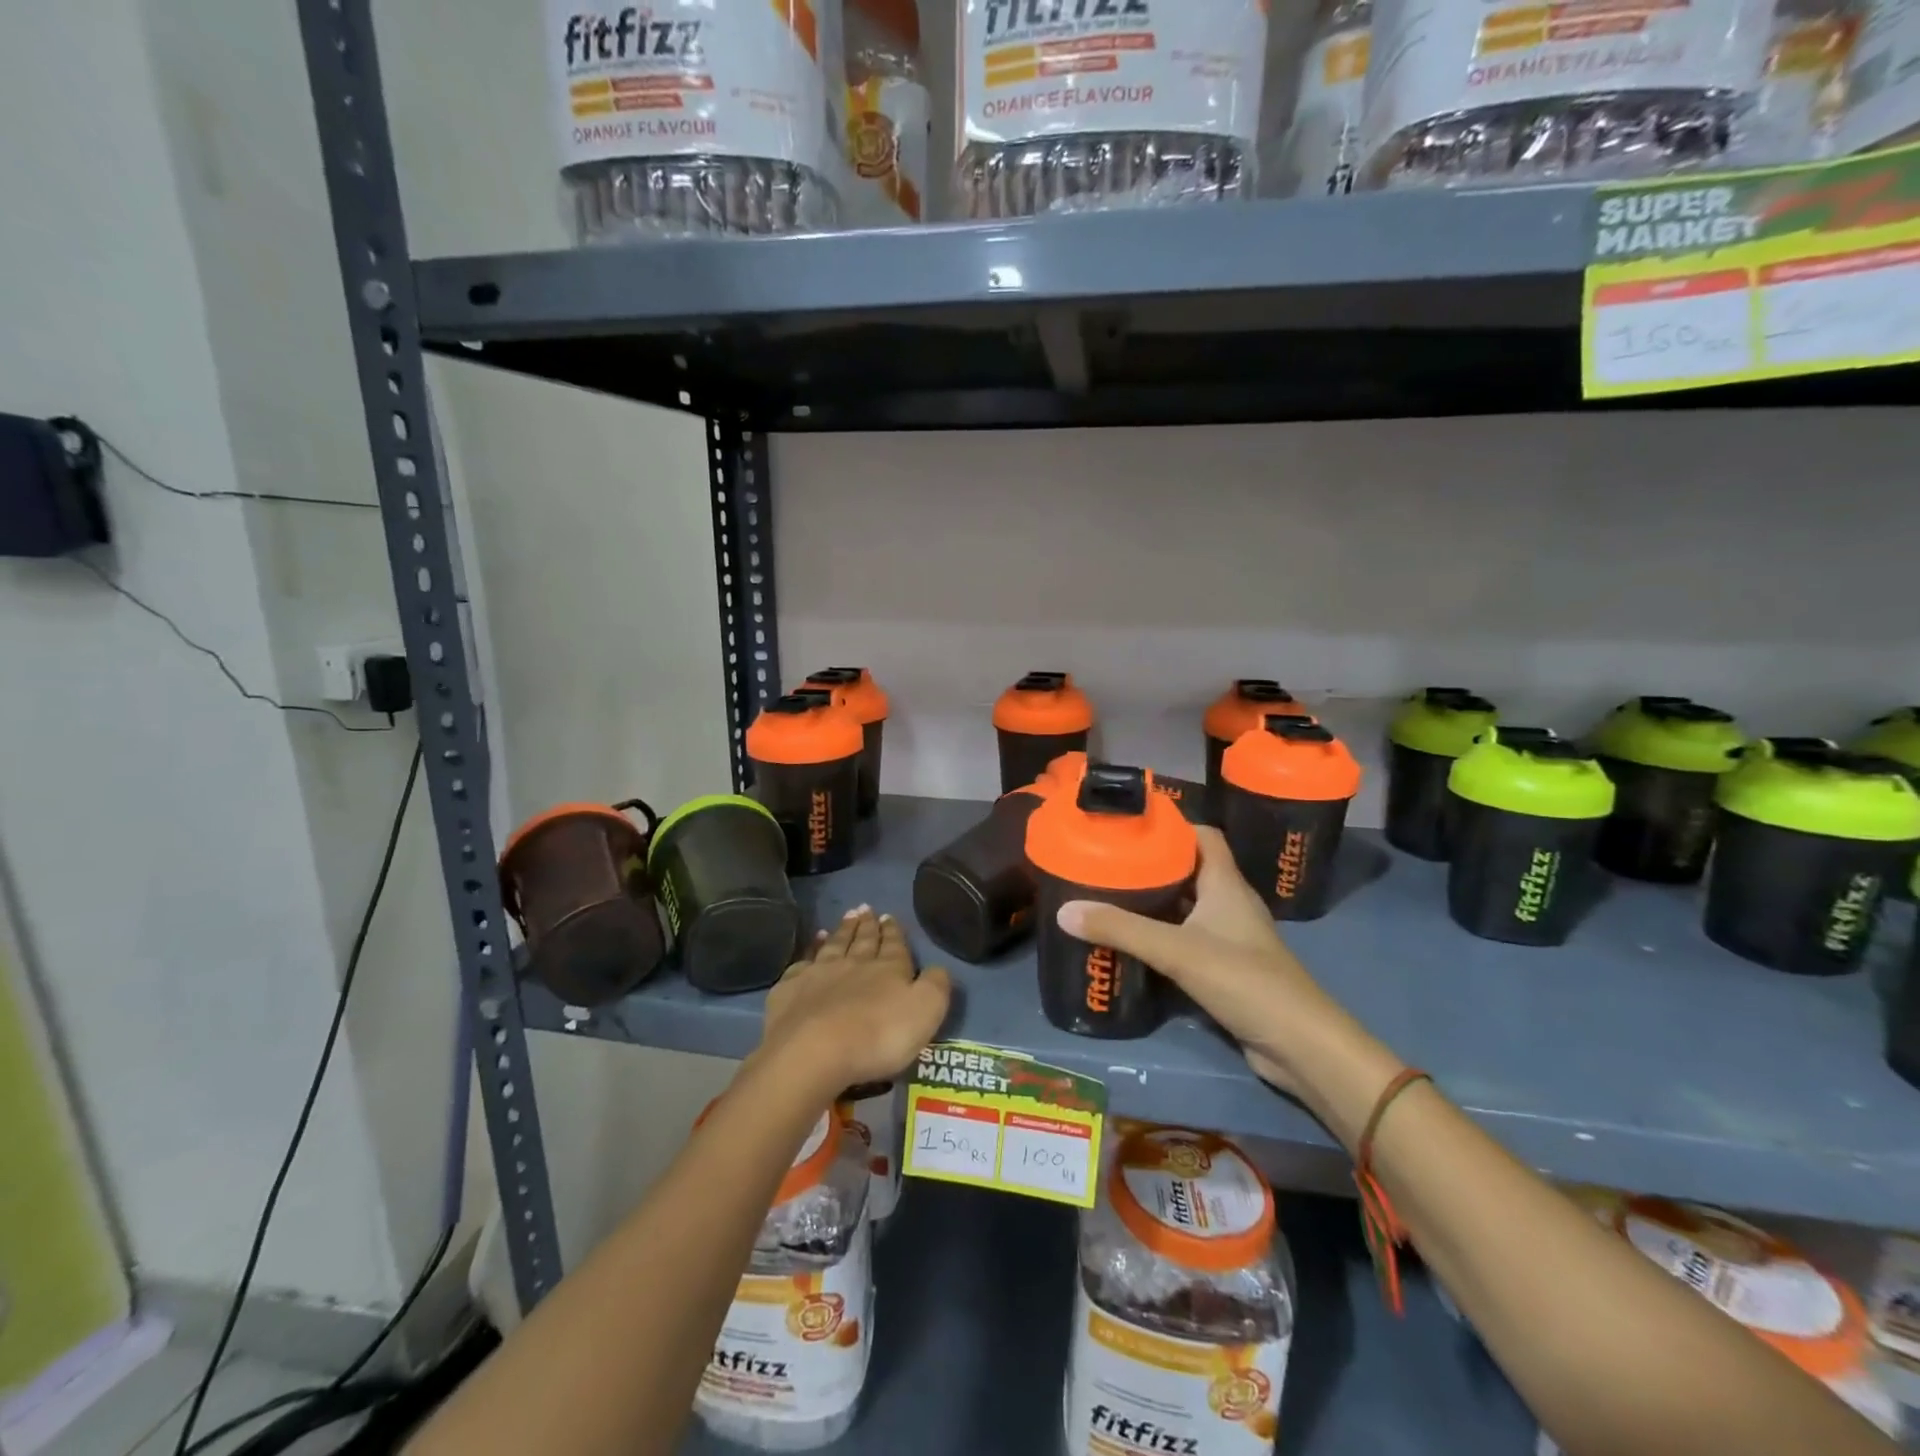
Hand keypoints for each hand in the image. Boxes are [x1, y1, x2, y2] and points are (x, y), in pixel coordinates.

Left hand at [759, 907, 951, 1095]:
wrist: (814, 1051)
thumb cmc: (878, 1035)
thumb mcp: (925, 1011)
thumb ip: (936, 986)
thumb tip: (938, 968)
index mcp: (888, 968)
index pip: (894, 945)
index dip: (893, 931)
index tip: (889, 916)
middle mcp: (853, 964)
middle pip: (862, 940)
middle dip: (867, 925)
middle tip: (866, 908)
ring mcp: (818, 975)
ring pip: (833, 946)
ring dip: (841, 931)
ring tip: (846, 917)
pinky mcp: (790, 990)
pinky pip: (802, 965)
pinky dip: (809, 953)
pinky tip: (810, 950)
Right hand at [1057, 828, 1337, 1094]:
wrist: (1299, 1045)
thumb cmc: (1244, 980)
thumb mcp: (1176, 950)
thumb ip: (1121, 930)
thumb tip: (1064, 911)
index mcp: (1225, 883)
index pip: (1203, 836)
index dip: (1171, 825)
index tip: (1130, 824)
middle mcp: (1229, 903)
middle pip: (1190, 869)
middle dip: (1152, 862)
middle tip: (1108, 861)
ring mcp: (1230, 938)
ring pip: (1187, 906)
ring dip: (1155, 900)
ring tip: (1110, 895)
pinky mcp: (1226, 969)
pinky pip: (1188, 939)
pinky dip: (1162, 935)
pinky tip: (1133, 942)